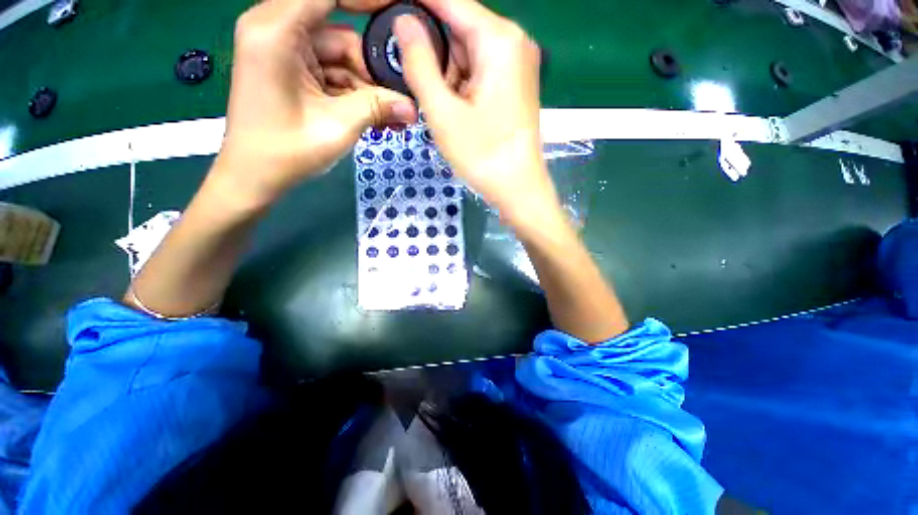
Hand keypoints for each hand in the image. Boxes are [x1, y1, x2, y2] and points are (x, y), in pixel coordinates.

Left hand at [214, 0, 417, 208]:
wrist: (254, 177)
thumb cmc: (286, 152)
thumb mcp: (338, 127)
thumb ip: (377, 108)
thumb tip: (413, 106)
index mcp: (276, 32)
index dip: (368, 0)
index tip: (400, 10)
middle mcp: (277, 30)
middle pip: (341, 33)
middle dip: (373, 68)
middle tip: (402, 97)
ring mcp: (285, 51)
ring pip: (341, 57)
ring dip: (368, 87)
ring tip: (393, 116)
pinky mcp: (292, 70)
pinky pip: (332, 73)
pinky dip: (354, 93)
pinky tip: (376, 116)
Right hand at [393, 0, 558, 225]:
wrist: (518, 188)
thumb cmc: (482, 155)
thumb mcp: (443, 112)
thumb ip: (419, 62)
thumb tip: (403, 21)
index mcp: (498, 39)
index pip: (448, 1)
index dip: (416, 5)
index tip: (387, 15)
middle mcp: (513, 42)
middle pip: (458, 28)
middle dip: (431, 51)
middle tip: (414, 83)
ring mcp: (516, 64)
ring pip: (467, 52)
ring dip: (445, 74)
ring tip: (440, 107)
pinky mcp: (514, 84)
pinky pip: (478, 70)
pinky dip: (460, 85)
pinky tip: (454, 110)